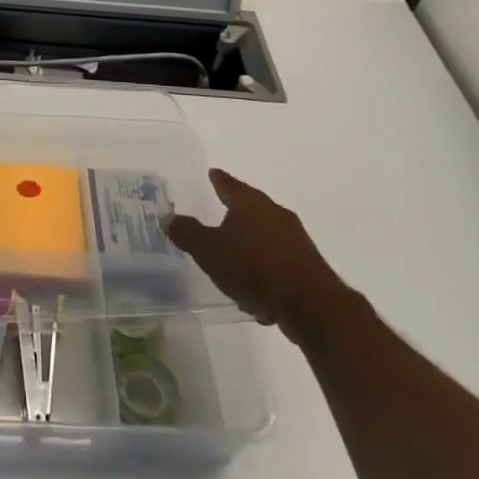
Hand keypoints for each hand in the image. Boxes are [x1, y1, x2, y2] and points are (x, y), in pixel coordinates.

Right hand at [165, 169, 360, 345]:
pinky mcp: (308, 266)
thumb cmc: (254, 267)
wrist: (311, 305)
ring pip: (265, 235)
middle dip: (236, 212)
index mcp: (249, 203)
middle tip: (221, 214)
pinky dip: (265, 268)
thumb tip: (167, 217)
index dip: (218, 180)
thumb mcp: (210, 251)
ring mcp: (295, 239)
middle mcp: (274, 213)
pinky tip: (256, 290)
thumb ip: (188, 233)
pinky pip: (278, 261)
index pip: (229, 184)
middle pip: (250, 207)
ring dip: (251, 244)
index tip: (213, 173)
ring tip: (234, 259)